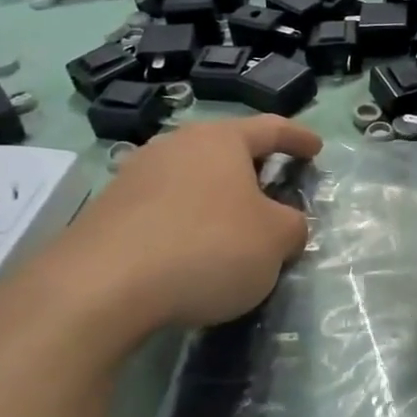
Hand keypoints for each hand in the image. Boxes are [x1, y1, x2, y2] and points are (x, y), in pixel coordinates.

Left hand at [17, 115, 321, 351]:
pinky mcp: (108, 212)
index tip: (316, 147)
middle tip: (274, 189)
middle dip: (253, 169)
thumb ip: (293, 226)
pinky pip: (164, 208)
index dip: (298, 137)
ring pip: (192, 179)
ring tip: (232, 227)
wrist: (100, 288)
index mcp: (220, 140)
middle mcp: (176, 146)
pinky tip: (191, 253)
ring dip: (217, 198)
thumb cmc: (207, 248)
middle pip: (225, 150)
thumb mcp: (275, 241)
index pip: (271, 128)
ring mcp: (135, 176)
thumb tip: (285, 224)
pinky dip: (186, 222)